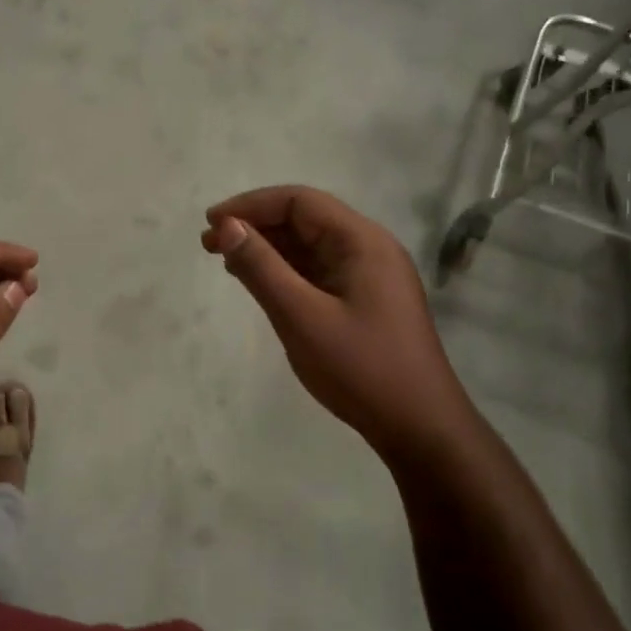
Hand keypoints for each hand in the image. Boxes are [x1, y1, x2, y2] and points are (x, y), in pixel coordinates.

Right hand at [202, 186, 469, 467]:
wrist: (421, 428)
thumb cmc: (361, 369)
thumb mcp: (301, 317)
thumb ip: (261, 268)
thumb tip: (227, 226)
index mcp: (361, 241)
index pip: (299, 201)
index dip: (251, 205)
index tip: (212, 222)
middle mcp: (368, 247)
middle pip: (304, 219)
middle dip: (255, 226)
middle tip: (210, 244)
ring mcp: (369, 275)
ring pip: (309, 245)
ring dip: (267, 248)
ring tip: (225, 261)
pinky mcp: (365, 299)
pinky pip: (318, 270)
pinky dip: (285, 270)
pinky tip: (259, 282)